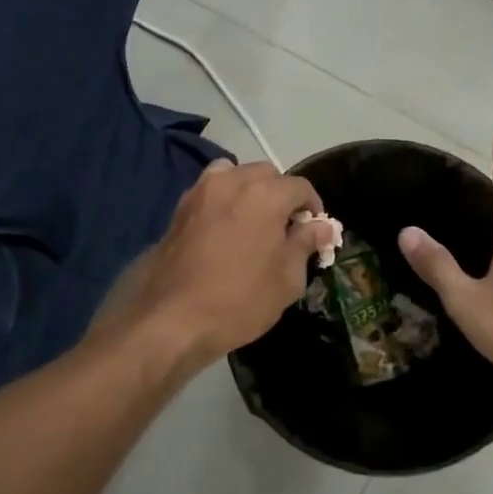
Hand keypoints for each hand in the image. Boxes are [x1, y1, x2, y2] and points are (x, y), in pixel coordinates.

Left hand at [116, 159, 332, 376]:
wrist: (171, 319)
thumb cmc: (239, 300)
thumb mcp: (286, 280)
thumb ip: (305, 245)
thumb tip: (320, 227)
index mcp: (265, 194)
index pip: (300, 187)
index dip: (313, 207)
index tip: (314, 231)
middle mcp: (233, 181)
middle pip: (267, 174)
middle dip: (281, 195)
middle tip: (285, 229)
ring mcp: (201, 191)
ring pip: (235, 174)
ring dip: (250, 190)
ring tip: (253, 222)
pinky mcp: (180, 208)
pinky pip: (210, 190)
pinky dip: (224, 199)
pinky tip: (225, 229)